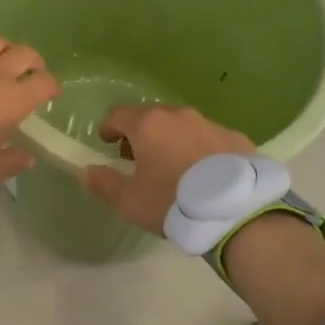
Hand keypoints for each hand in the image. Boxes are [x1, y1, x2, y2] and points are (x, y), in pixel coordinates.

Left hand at [0, 25, 60, 191]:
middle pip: (23, 54)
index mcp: (13, 100)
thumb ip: (13, 161)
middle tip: (32, 71)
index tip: (51, 93)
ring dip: (2, 47)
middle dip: (33, 62)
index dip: (52, 86)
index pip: (44, 84)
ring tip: (1, 56)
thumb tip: (27, 157)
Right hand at [82, 104, 254, 233]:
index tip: (106, 142)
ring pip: (183, 126)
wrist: (236, 211)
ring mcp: (211, 123)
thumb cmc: (173, 202)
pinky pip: (209, 139)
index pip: (118, 114)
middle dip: (141, 134)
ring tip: (174, 169)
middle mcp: (179, 115)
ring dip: (172, 140)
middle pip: (152, 117)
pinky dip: (200, 150)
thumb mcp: (130, 201)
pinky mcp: (237, 138)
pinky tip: (205, 175)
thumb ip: (104, 183)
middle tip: (139, 159)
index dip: (108, 127)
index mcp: (149, 124)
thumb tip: (87, 171)